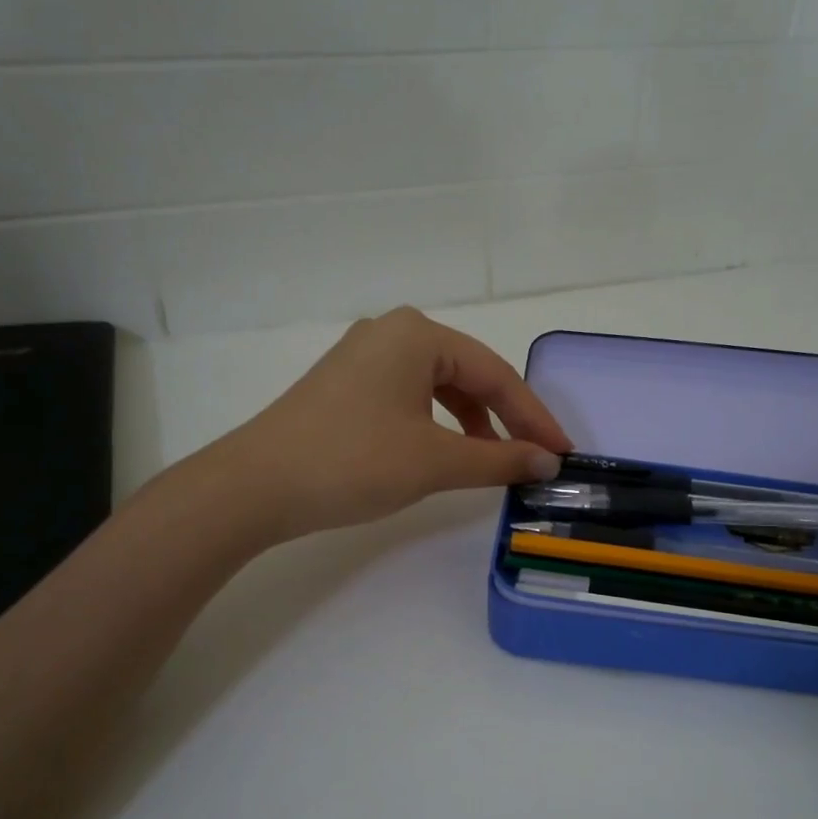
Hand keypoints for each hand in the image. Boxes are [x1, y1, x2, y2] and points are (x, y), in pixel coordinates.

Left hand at [215, 307, 571, 539]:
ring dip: (471, 422)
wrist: (255, 486)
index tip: (562, 452)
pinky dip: (436, 423)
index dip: (533, 418)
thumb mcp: (435, 461)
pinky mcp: (345, 384)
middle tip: (535, 456)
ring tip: (491, 460)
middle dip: (504, 418)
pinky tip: (444, 451)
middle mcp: (391, 332)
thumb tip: (546, 462)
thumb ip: (498, 459)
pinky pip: (409, 396)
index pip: (494, 375)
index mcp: (417, 334)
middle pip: (467, 374)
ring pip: (438, 386)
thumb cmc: (353, 462)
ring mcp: (363, 357)